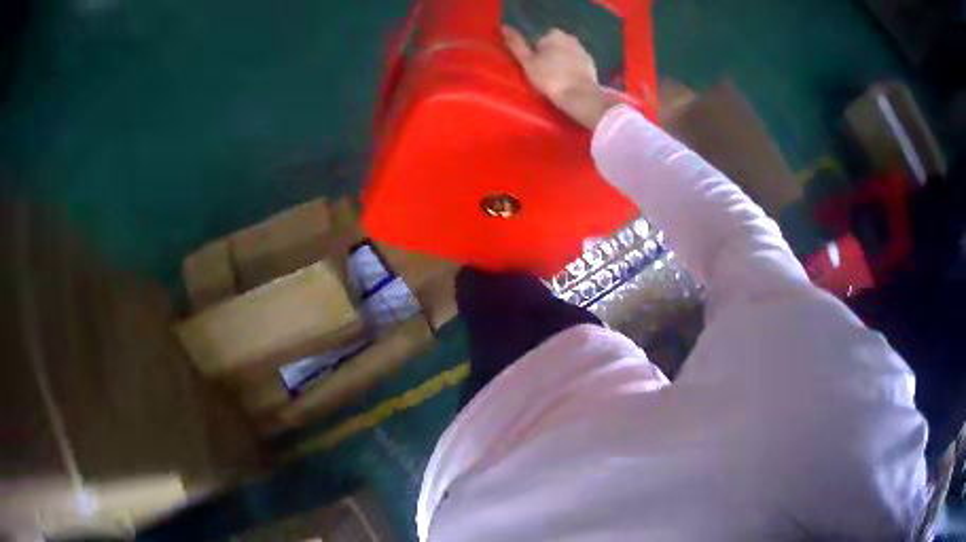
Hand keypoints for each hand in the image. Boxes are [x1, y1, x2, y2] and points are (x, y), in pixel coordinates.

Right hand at [502, 26, 619, 129]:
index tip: (533, 66)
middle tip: (543, 74)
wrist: (580, 96)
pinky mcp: (591, 64)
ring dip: (561, 63)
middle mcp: (570, 37)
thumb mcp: (527, 62)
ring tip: (555, 80)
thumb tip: (504, 27)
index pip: (539, 39)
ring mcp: (583, 50)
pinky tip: (567, 83)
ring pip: (566, 54)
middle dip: (549, 56)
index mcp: (553, 34)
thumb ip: (516, 44)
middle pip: (554, 45)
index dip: (534, 53)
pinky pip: (577, 64)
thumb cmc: (550, 78)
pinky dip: (572, 70)